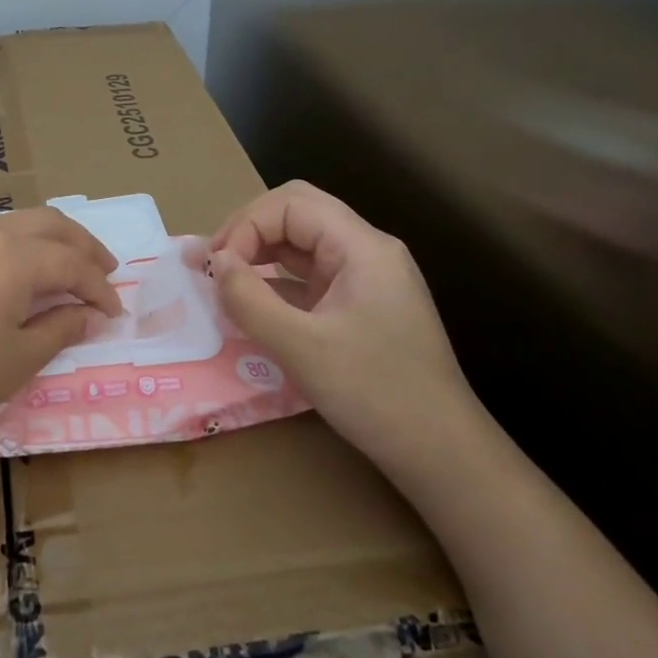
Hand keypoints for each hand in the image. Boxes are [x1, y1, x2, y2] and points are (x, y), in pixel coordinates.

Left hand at [0, 208, 119, 476]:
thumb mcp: (17, 360)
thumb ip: (60, 328)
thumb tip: (89, 314)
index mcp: (12, 256)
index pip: (71, 263)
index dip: (99, 288)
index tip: (115, 313)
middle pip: (46, 224)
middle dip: (81, 245)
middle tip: (104, 270)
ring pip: (10, 225)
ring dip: (45, 241)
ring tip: (62, 269)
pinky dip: (10, 249)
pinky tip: (10, 277)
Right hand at [207, 181, 488, 487]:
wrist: (443, 454)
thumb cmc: (375, 394)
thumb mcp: (302, 347)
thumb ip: (250, 299)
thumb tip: (215, 263)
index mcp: (362, 247)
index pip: (291, 204)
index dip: (246, 225)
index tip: (217, 267)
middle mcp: (367, 251)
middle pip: (297, 214)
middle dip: (249, 231)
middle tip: (214, 264)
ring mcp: (366, 278)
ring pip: (302, 243)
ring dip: (260, 254)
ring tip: (223, 280)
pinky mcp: (361, 305)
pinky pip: (310, 276)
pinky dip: (276, 282)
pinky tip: (252, 303)